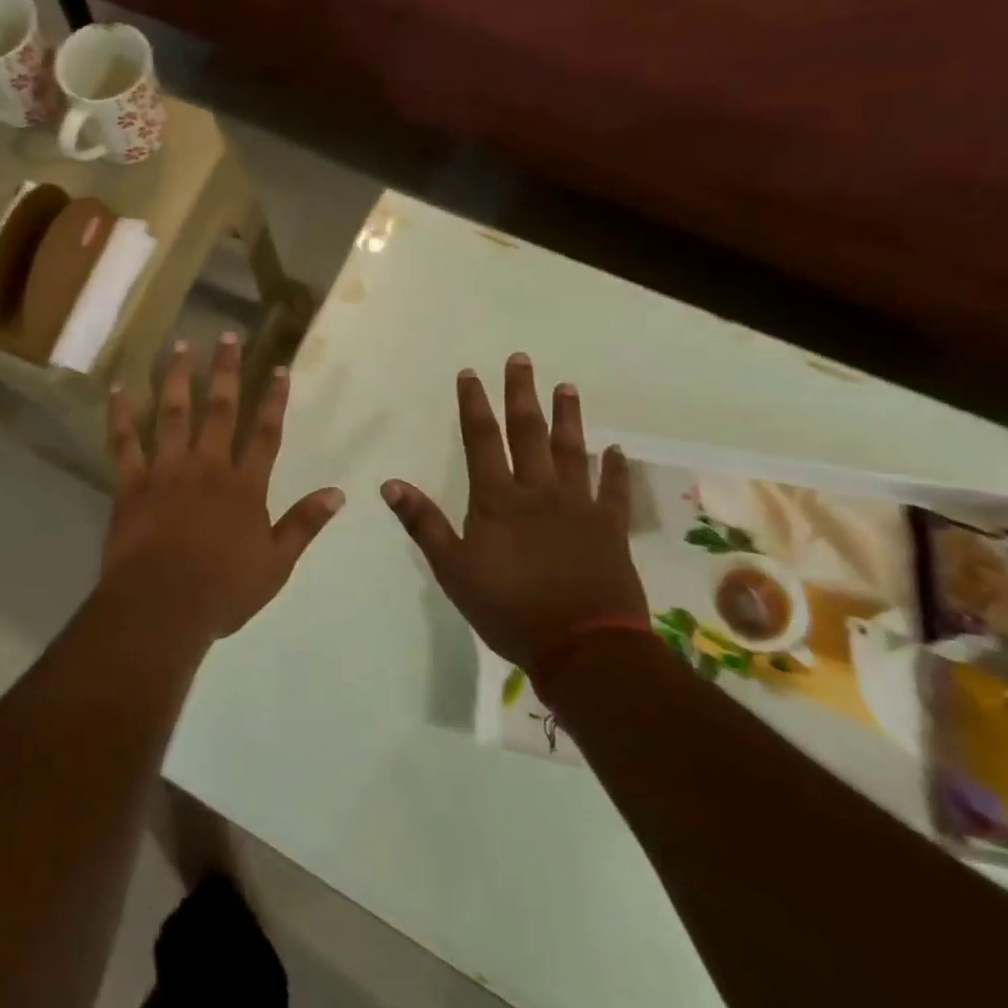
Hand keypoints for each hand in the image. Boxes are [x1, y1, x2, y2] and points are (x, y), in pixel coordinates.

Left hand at [98, 333, 344, 646]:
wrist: (163, 606)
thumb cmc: (223, 590)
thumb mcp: (276, 564)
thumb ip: (304, 525)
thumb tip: (338, 492)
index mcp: (244, 486)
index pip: (266, 433)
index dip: (274, 399)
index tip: (279, 368)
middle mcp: (207, 467)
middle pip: (219, 409)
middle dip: (226, 371)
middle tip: (227, 335)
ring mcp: (167, 471)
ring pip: (173, 414)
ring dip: (178, 378)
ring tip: (181, 346)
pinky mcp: (132, 483)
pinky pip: (124, 442)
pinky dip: (120, 414)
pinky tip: (118, 388)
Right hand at [380, 353, 645, 671]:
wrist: (583, 647)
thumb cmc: (508, 609)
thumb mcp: (453, 570)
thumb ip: (423, 524)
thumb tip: (390, 484)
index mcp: (497, 499)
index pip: (482, 440)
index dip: (475, 405)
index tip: (471, 374)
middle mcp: (539, 492)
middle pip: (529, 433)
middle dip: (522, 394)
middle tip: (521, 360)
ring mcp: (578, 507)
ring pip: (572, 451)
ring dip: (568, 417)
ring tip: (567, 387)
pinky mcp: (609, 529)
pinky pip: (613, 491)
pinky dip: (615, 469)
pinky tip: (617, 449)